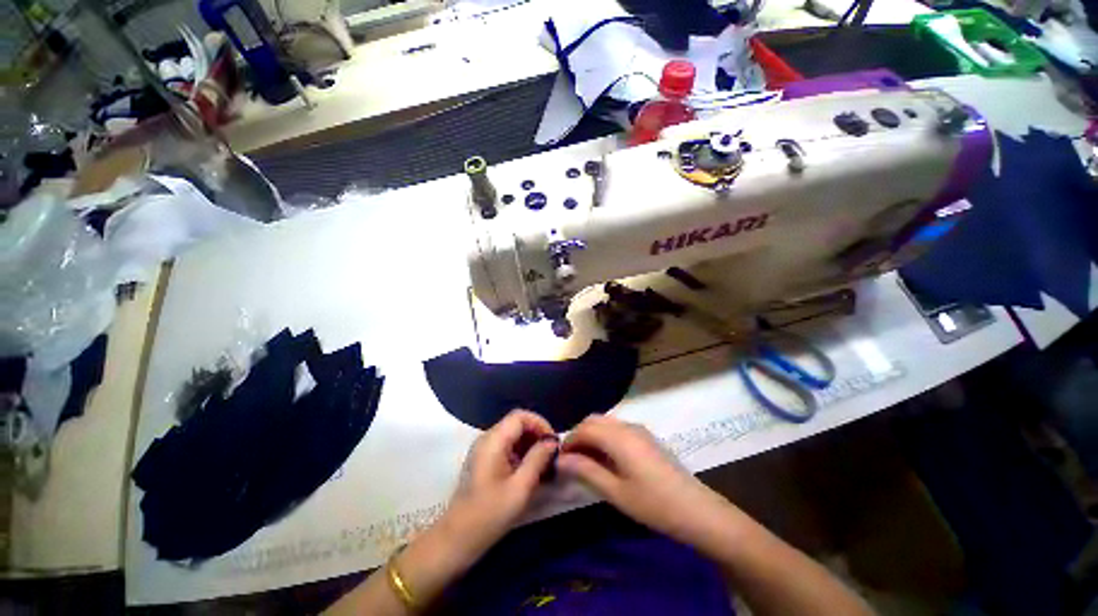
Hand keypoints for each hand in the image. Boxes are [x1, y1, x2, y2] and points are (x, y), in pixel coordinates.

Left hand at [443, 410, 558, 555]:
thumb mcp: (520, 488)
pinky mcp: (483, 460)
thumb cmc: (489, 515)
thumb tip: (552, 441)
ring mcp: (483, 449)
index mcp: (493, 441)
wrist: (456, 539)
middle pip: (516, 423)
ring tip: (543, 463)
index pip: (520, 416)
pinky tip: (529, 470)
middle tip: (550, 454)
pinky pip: (506, 445)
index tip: (552, 442)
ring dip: (530, 444)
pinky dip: (520, 452)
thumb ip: (537, 460)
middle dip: (536, 434)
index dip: (539, 423)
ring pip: (512, 434)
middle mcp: (487, 438)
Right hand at [557, 415, 730, 543]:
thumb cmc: (653, 504)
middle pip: (594, 420)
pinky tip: (607, 459)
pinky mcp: (646, 437)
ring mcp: (639, 429)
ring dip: (592, 435)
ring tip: (587, 461)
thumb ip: (586, 471)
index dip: (569, 441)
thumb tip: (560, 459)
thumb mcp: (615, 491)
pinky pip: (618, 428)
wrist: (696, 510)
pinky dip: (605, 437)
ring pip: (606, 422)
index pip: (584, 429)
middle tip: (572, 460)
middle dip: (579, 435)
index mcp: (618, 437)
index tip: (560, 459)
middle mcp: (627, 426)